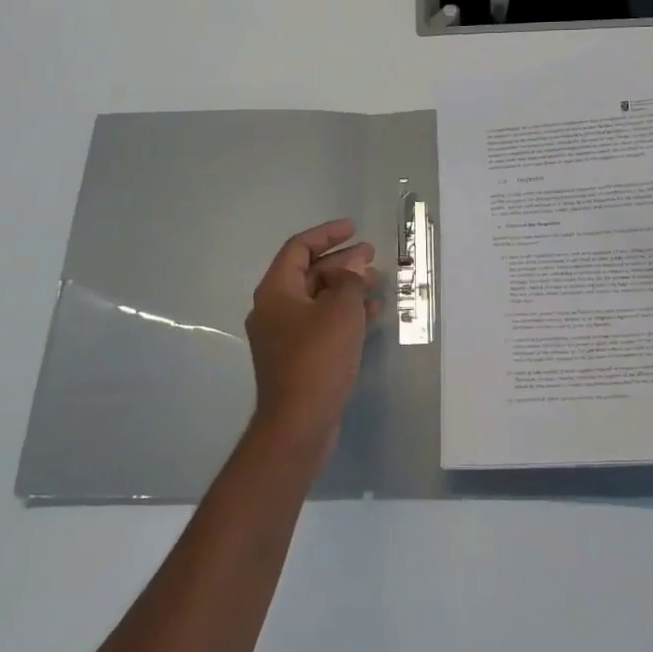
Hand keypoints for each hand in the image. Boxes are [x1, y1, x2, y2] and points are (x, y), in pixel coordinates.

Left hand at [244, 218, 379, 466]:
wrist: (298, 424)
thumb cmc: (317, 358)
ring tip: (377, 283)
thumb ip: (350, 280)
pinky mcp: (297, 358)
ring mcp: (284, 336)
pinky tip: (371, 315)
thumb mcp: (340, 310)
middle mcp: (274, 309)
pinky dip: (344, 315)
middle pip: (309, 273)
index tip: (354, 228)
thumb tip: (353, 265)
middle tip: (372, 256)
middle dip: (342, 262)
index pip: (299, 248)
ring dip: (347, 288)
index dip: (327, 234)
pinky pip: (322, 324)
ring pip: (318, 300)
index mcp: (276, 291)